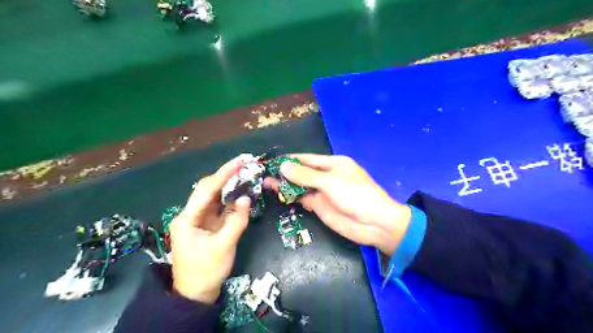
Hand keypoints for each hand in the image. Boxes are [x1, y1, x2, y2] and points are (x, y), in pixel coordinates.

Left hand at [168, 157, 250, 303]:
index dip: (223, 174)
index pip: (206, 190)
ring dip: (229, 185)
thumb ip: (237, 221)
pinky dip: (231, 198)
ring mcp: (199, 219)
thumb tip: (247, 198)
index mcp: (187, 219)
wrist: (196, 294)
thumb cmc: (206, 271)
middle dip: (226, 175)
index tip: (239, 161)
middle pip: (208, 189)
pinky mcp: (207, 224)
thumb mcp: (223, 247)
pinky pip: (220, 206)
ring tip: (245, 173)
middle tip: (245, 164)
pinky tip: (241, 191)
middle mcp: (190, 214)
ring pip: (214, 196)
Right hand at [265, 155, 413, 256]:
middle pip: (302, 172)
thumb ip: (305, 175)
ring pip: (300, 186)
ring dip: (286, 185)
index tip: (272, 161)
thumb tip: (283, 166)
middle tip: (264, 174)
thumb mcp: (330, 182)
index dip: (290, 159)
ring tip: (266, 184)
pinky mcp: (320, 206)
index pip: (307, 159)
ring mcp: (323, 192)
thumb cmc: (355, 195)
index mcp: (332, 164)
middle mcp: (326, 176)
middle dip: (285, 173)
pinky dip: (292, 197)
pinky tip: (279, 196)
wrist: (373, 223)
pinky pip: (303, 199)